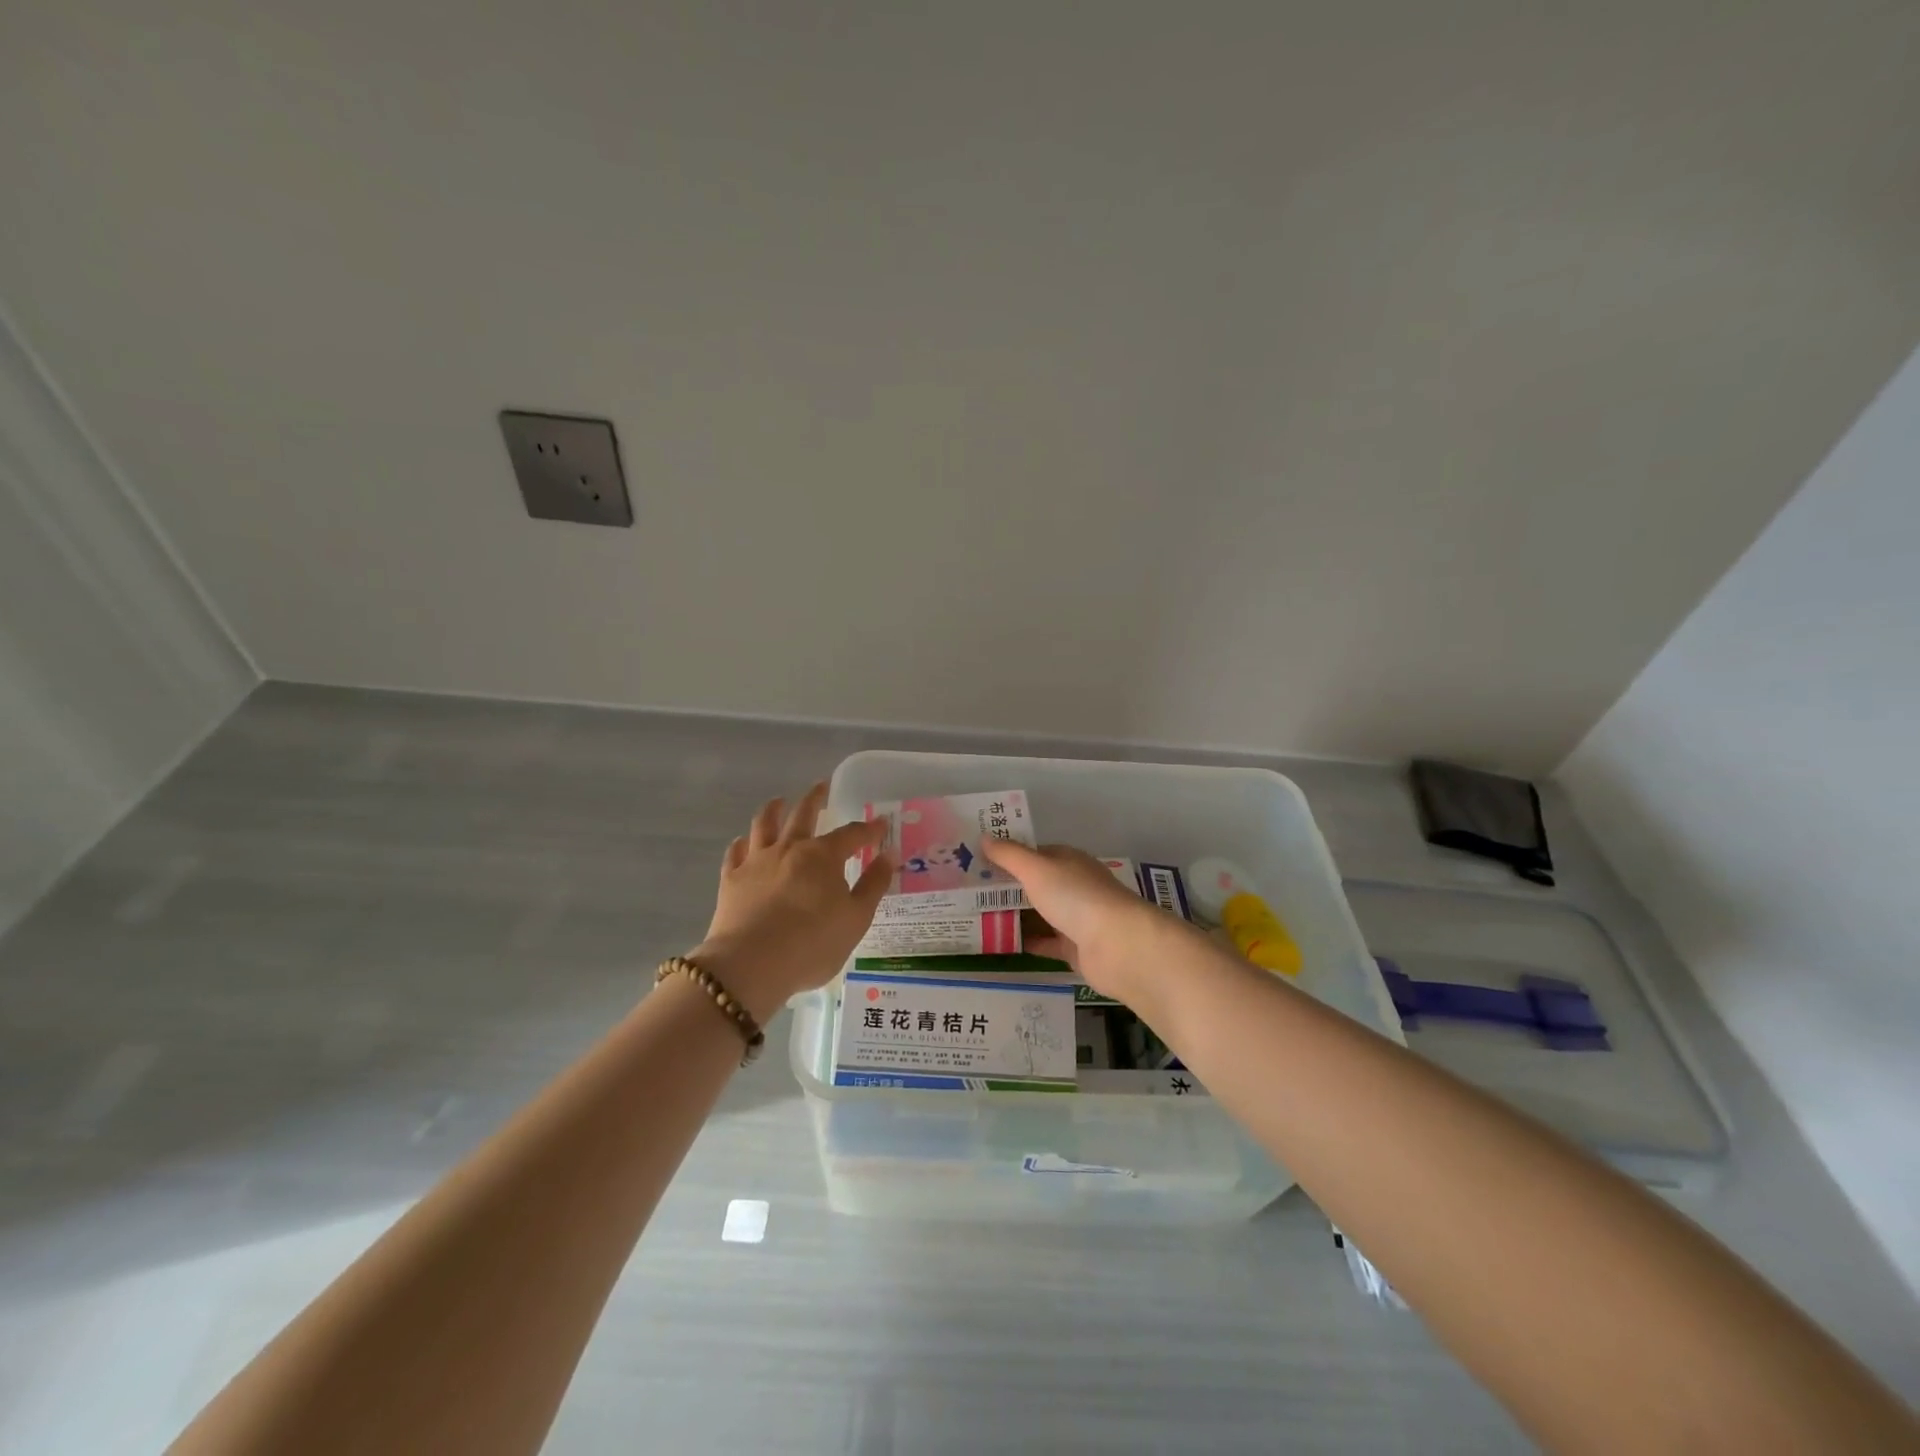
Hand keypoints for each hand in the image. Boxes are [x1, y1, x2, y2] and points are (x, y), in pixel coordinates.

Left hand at [691, 783, 891, 1021]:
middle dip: (816, 798)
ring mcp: (757, 861)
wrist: (750, 966)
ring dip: (773, 809)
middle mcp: (790, 848)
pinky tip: (744, 842)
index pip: (852, 834)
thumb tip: (888, 855)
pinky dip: (742, 843)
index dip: (869, 829)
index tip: (881, 824)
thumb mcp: (856, 919)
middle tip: (822, 786)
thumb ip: (873, 885)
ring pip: (764, 824)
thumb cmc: (812, 944)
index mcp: (823, 856)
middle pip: (803, 814)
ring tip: (778, 801)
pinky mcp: (731, 879)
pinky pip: (736, 852)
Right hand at [981, 839, 1200, 1006]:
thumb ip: (1009, 855)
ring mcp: (1076, 918)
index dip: (1008, 856)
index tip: (977, 862)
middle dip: (1007, 887)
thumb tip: (984, 837)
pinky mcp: (1076, 949)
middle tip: (968, 892)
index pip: (1035, 854)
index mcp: (1069, 861)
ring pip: (1040, 914)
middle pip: (1036, 884)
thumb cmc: (1076, 897)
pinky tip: (999, 944)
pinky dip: (1027, 942)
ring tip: (975, 917)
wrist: (1117, 946)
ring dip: (1015, 915)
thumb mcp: (1036, 869)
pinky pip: (1046, 943)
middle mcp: (1074, 886)